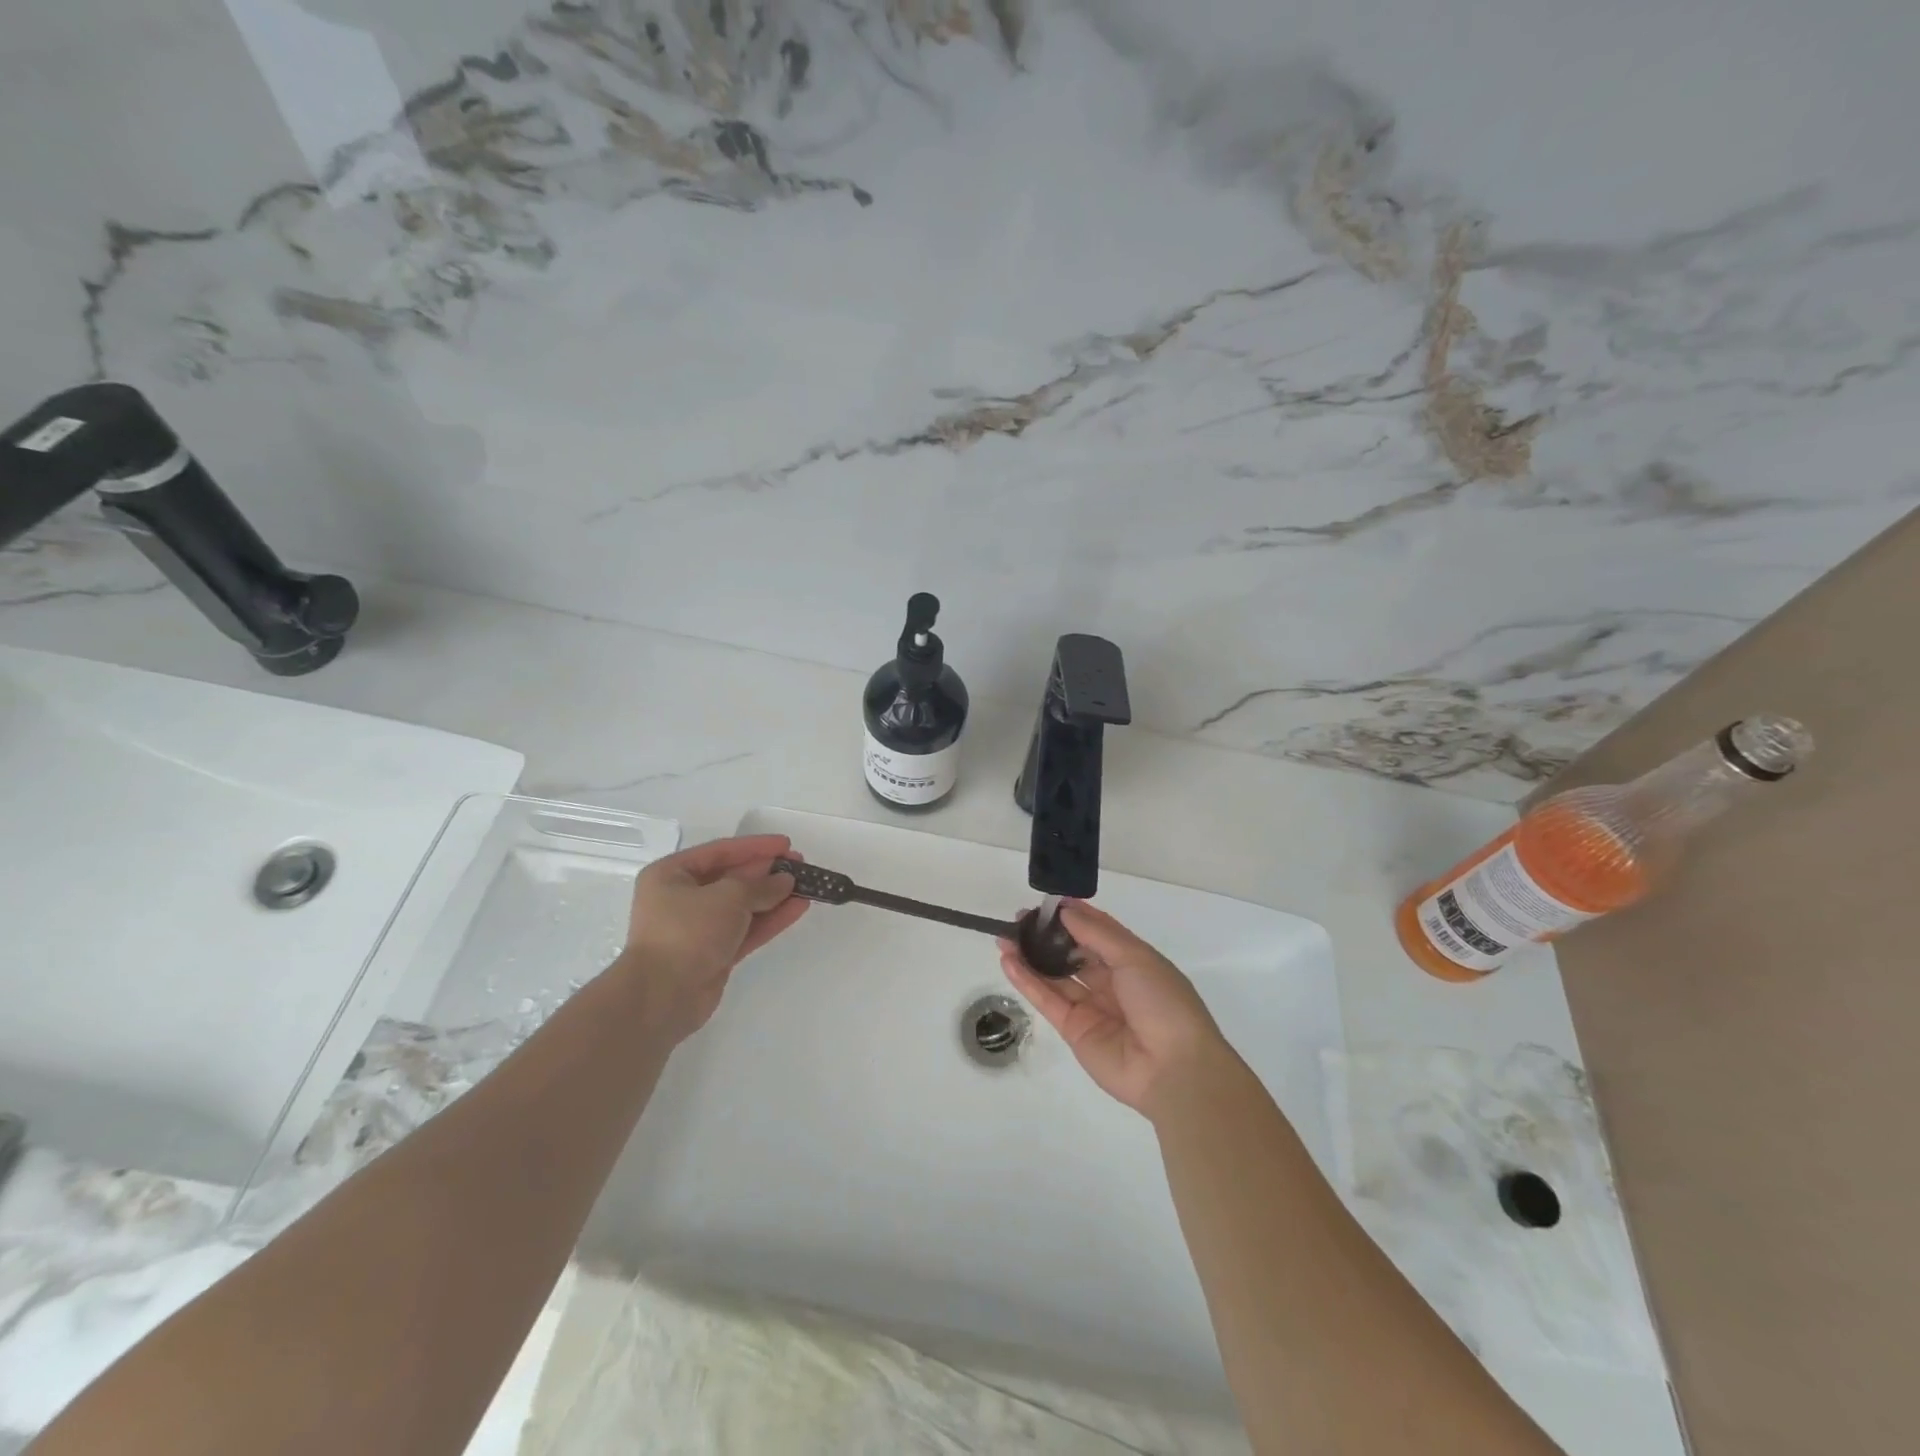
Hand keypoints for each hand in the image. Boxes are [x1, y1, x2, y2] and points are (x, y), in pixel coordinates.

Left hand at [618, 834, 807, 1039]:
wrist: (663, 996)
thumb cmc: (688, 931)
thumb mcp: (728, 896)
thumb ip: (760, 885)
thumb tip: (785, 880)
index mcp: (671, 875)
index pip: (720, 852)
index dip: (755, 846)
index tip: (786, 844)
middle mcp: (682, 898)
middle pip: (732, 878)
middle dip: (767, 872)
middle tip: (799, 864)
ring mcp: (698, 928)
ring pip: (743, 906)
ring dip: (774, 896)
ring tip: (806, 886)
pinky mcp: (714, 953)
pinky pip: (746, 929)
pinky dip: (770, 919)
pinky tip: (798, 908)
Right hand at [1000, 901, 1227, 1117]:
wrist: (1173, 1069)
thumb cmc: (1162, 1002)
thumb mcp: (1135, 957)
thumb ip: (1097, 933)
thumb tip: (1066, 911)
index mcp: (1133, 962)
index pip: (1098, 932)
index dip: (1074, 916)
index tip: (1048, 902)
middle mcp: (1112, 982)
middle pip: (1073, 953)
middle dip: (1048, 935)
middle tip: (1020, 919)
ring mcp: (1091, 1007)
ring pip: (1055, 976)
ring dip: (1031, 957)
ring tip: (1004, 937)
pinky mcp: (1073, 1030)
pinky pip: (1047, 1000)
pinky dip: (1027, 981)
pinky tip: (1008, 961)